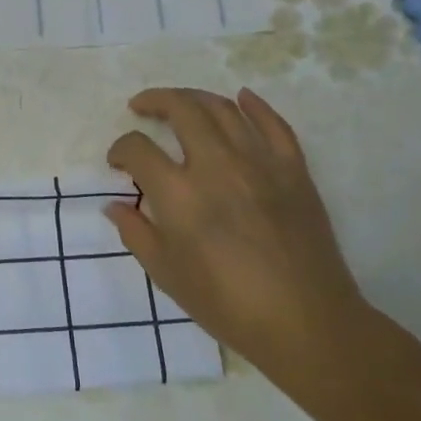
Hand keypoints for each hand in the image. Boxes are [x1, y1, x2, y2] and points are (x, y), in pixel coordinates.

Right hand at [106, 87, 367, 369]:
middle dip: (154, 101)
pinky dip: (256, 105)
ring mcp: (260, 163)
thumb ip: (137, 233)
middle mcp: (217, 166)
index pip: (138, 149)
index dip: (120, 149)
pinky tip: (242, 98)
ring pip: (224, 108)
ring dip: (195, 98)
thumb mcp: (167, 274)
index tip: (117, 162)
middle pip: (181, 109)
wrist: (304, 322)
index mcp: (179, 194)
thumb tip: (115, 206)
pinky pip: (274, 124)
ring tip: (180, 103)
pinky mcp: (294, 170)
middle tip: (141, 107)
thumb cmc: (227, 305)